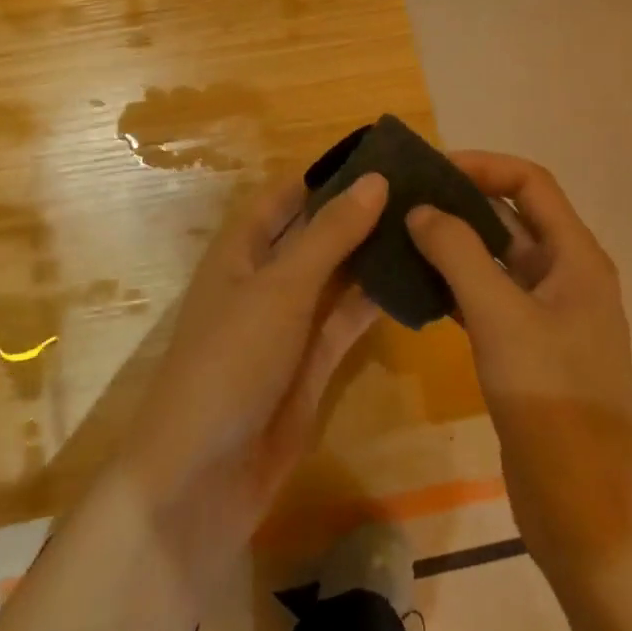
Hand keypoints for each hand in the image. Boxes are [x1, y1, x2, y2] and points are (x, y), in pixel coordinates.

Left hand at [117, 170, 388, 568]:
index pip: (289, 192)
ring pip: (337, 275)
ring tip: (430, 226)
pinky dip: (376, 300)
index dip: (329, 172)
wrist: (201, 478)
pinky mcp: (312, 363)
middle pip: (317, 231)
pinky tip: (418, 280)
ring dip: (374, 254)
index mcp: (242, 246)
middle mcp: (266, 276)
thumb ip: (330, 234)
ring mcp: (290, 321)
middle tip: (423, 188)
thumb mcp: (281, 287)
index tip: (383, 153)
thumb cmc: (231, 359)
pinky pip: (347, 319)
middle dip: (360, 211)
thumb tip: (376, 179)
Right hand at [405, 152, 631, 581]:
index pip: (529, 182)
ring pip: (494, 258)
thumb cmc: (553, 404)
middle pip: (510, 216)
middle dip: (460, 201)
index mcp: (576, 258)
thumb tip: (420, 209)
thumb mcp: (501, 318)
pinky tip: (415, 286)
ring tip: (399, 235)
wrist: (587, 517)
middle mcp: (565, 276)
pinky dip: (454, 284)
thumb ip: (458, 253)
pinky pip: (487, 297)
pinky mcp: (527, 350)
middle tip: (403, 198)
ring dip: (453, 243)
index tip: (430, 169)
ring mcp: (547, 316)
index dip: (483, 165)